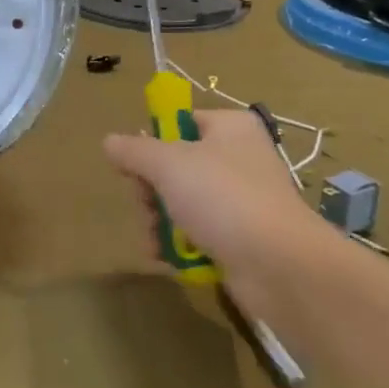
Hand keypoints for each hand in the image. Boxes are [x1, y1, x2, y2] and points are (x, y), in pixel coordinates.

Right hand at [104, 109, 319, 283]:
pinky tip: (168, 259)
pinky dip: (180, 245)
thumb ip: (135, 151)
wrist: (279, 265)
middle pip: (175, 167)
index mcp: (230, 128)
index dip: (152, 143)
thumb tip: (110, 141)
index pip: (181, 122)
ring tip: (155, 244)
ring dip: (159, 223)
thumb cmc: (223, 199)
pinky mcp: (241, 236)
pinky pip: (198, 232)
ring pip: (182, 202)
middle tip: (147, 210)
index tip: (134, 167)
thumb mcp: (168, 165)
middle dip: (150, 193)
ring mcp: (241, 199)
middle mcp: (239, 158)